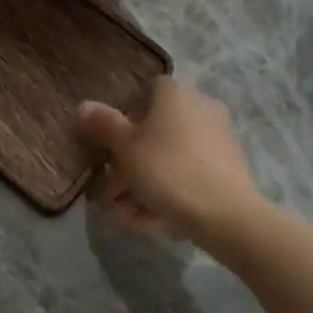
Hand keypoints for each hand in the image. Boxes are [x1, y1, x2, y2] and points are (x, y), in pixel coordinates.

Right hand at [77, 78, 264, 250]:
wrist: (225, 213)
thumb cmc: (167, 169)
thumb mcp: (125, 147)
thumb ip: (103, 124)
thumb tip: (83, 105)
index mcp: (175, 92)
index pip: (144, 92)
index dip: (124, 118)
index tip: (111, 147)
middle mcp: (200, 106)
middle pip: (156, 130)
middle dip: (130, 164)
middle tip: (112, 194)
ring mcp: (218, 136)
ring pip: (171, 156)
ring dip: (145, 184)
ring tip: (128, 216)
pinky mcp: (229, 165)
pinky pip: (189, 172)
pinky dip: (169, 191)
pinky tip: (151, 220)